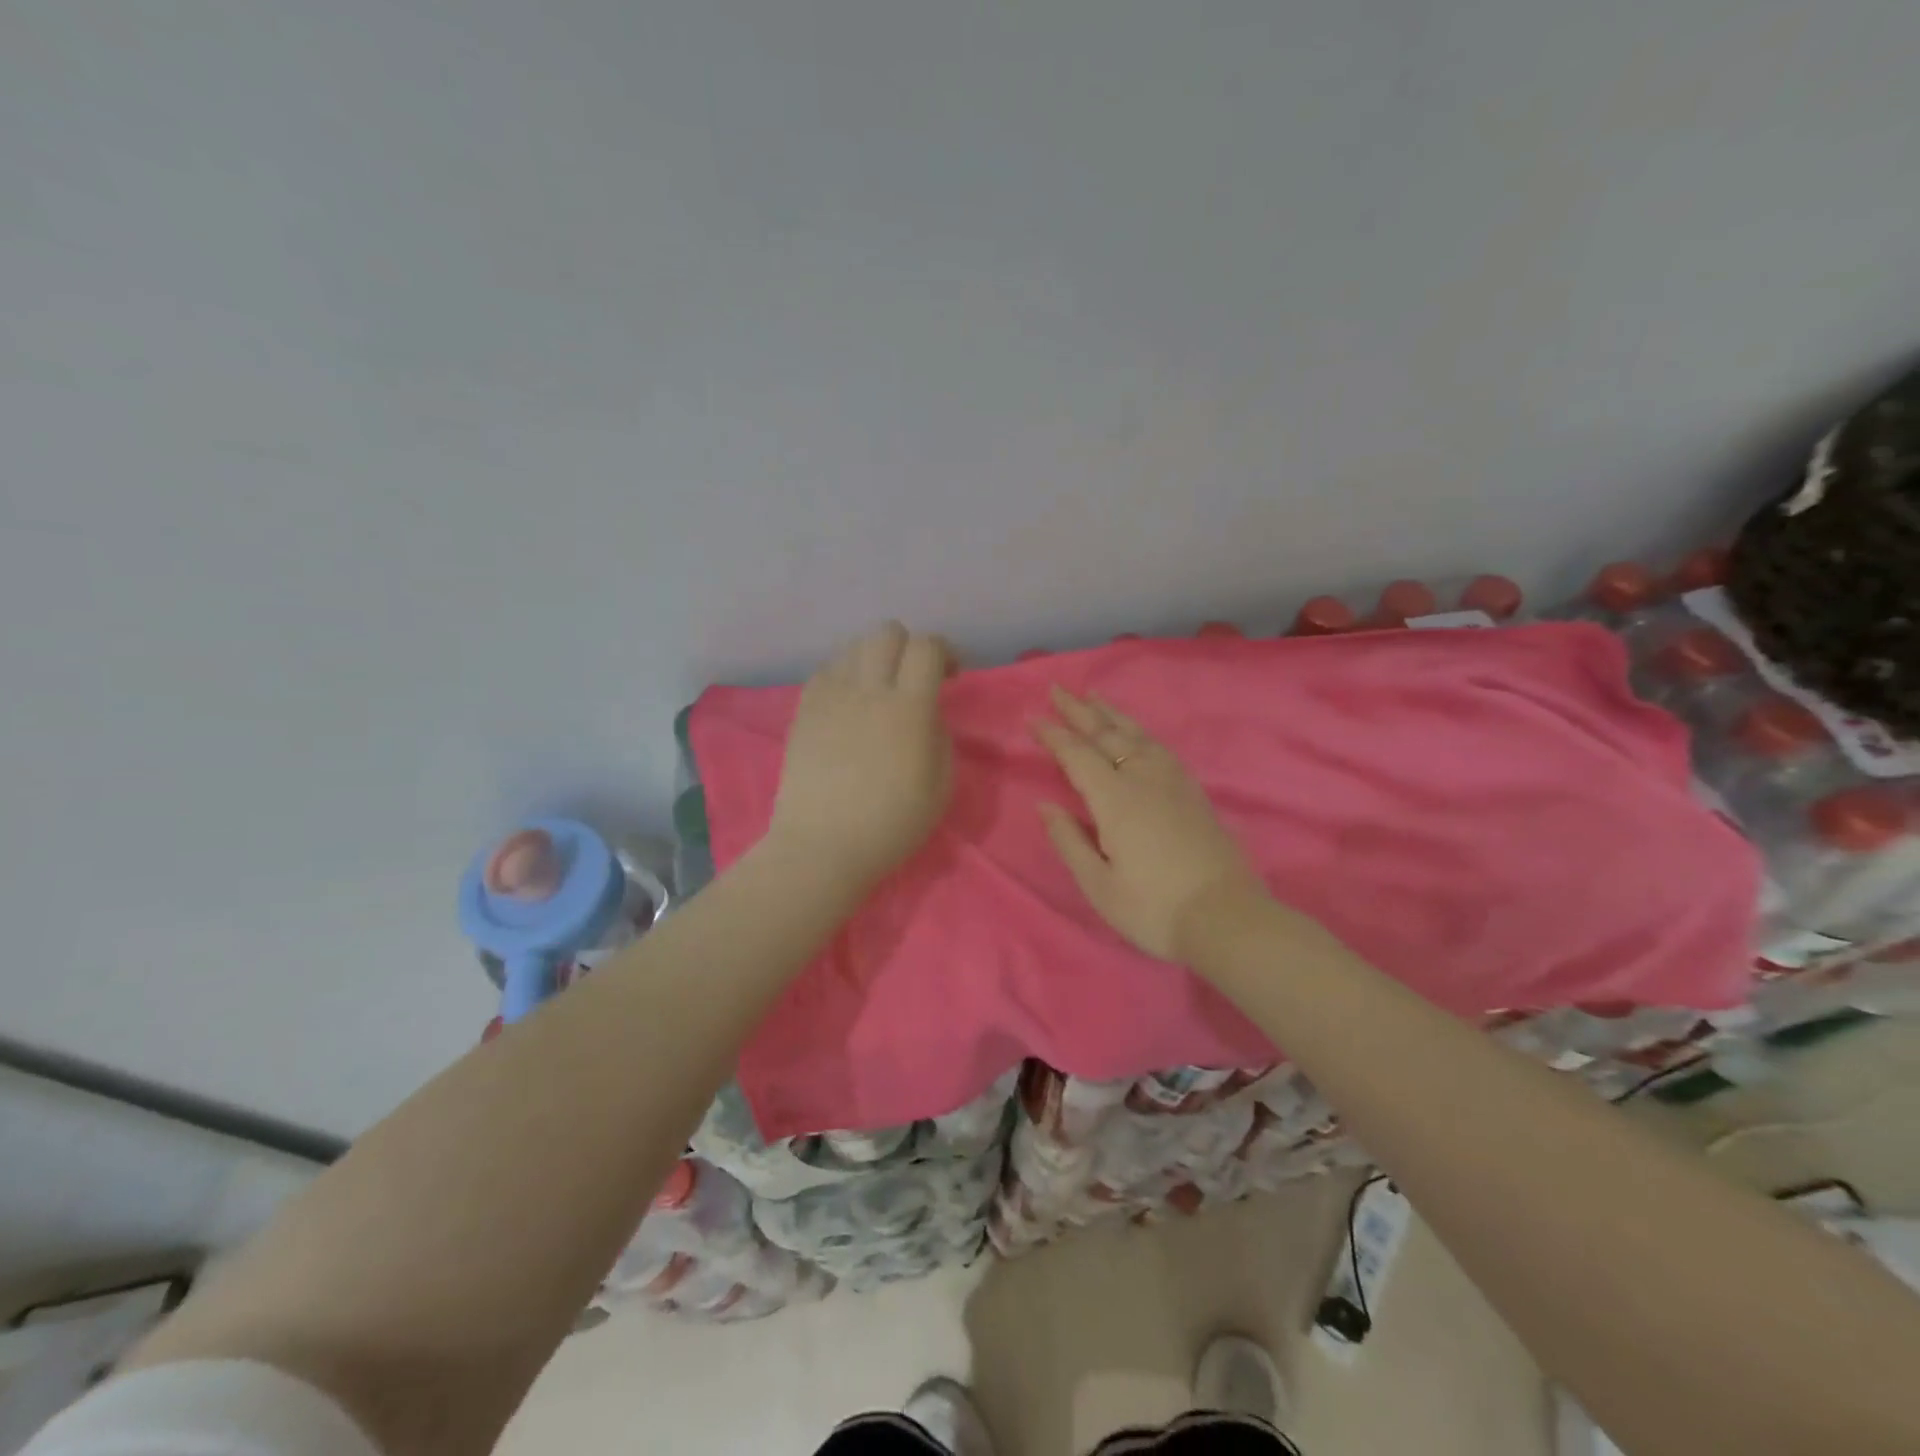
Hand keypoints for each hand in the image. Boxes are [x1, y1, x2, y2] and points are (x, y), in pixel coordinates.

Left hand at [766, 621, 954, 891]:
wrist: (822, 846)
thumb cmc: (890, 824)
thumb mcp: (941, 786)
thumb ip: (940, 736)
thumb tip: (928, 713)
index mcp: (908, 708)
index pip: (927, 647)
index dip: (945, 652)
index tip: (950, 676)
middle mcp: (867, 689)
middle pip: (887, 633)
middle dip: (908, 647)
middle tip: (914, 679)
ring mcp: (830, 697)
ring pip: (853, 647)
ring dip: (874, 660)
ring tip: (878, 690)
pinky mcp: (803, 710)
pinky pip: (826, 671)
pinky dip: (844, 676)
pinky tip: (848, 705)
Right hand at [1033, 685, 1268, 961]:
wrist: (1227, 920)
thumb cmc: (1154, 908)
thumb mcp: (1099, 885)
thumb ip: (1069, 840)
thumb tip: (1045, 805)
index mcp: (1115, 800)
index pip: (1077, 756)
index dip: (1053, 736)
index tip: (1032, 718)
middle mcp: (1144, 779)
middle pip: (1107, 735)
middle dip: (1079, 711)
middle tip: (1058, 689)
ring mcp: (1173, 783)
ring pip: (1137, 736)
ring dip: (1111, 714)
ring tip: (1094, 697)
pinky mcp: (1193, 793)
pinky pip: (1159, 747)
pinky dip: (1140, 732)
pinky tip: (1137, 734)